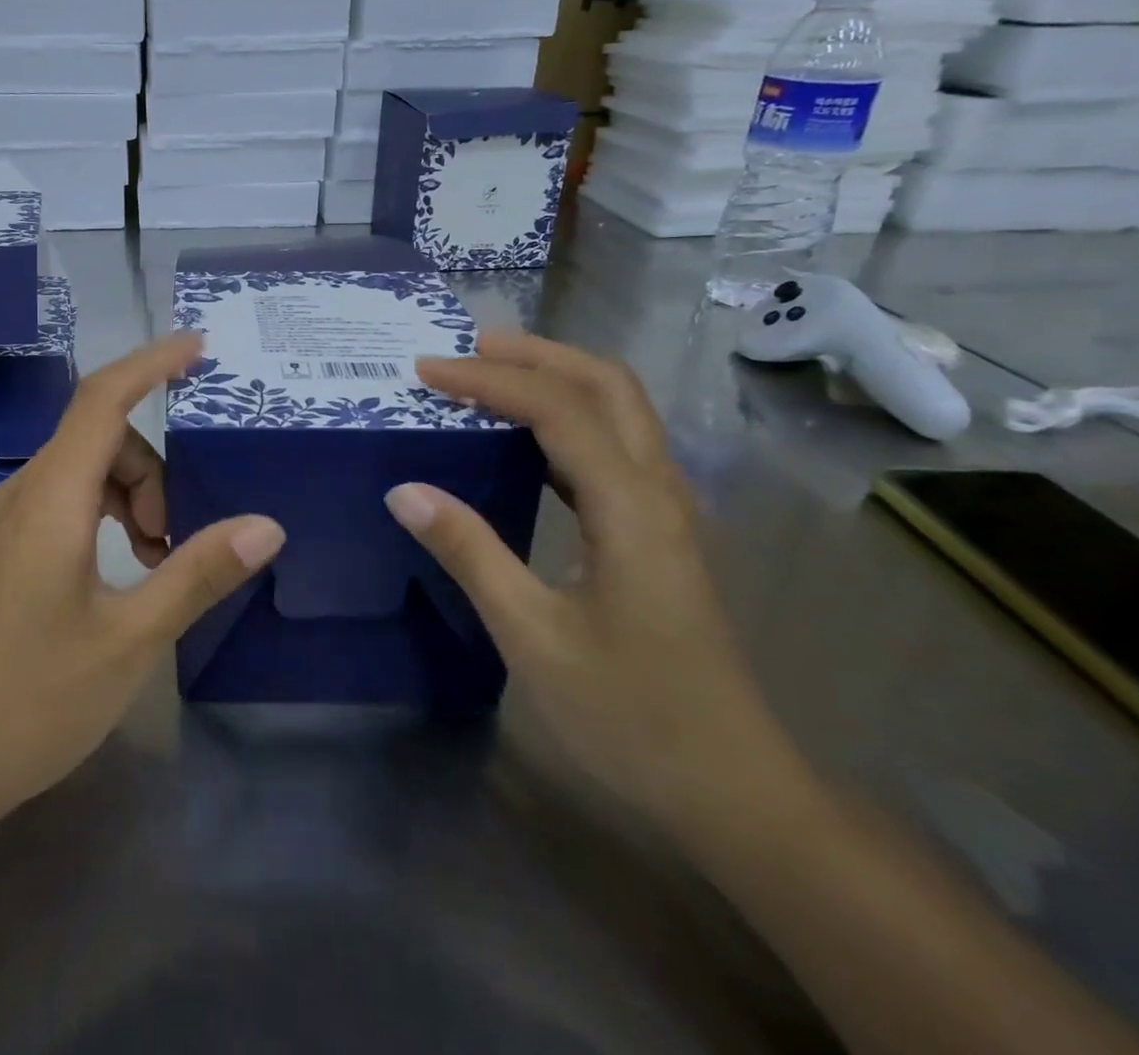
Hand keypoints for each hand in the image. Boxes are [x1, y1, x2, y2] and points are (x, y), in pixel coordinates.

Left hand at [0, 334, 284, 829]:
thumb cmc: (32, 701)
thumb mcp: (130, 638)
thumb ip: (197, 573)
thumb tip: (266, 525)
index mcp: (50, 499)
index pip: (103, 399)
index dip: (151, 363)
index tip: (198, 346)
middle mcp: (21, 494)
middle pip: (99, 440)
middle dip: (153, 471)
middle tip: (177, 542)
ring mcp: (3, 522)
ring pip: (81, 473)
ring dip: (130, 498)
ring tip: (155, 564)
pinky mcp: (0, 550)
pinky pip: (61, 502)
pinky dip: (103, 516)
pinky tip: (120, 572)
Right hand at [386, 332, 810, 840]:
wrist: (733, 789)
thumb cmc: (631, 716)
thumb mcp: (532, 636)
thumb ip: (469, 552)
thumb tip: (405, 490)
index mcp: (632, 508)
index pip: (558, 409)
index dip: (489, 381)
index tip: (427, 370)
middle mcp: (660, 491)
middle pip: (607, 385)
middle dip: (536, 354)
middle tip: (468, 349)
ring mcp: (668, 510)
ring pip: (619, 409)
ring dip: (556, 378)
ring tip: (490, 375)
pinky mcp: (661, 532)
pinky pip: (614, 446)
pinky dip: (566, 420)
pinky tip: (524, 440)